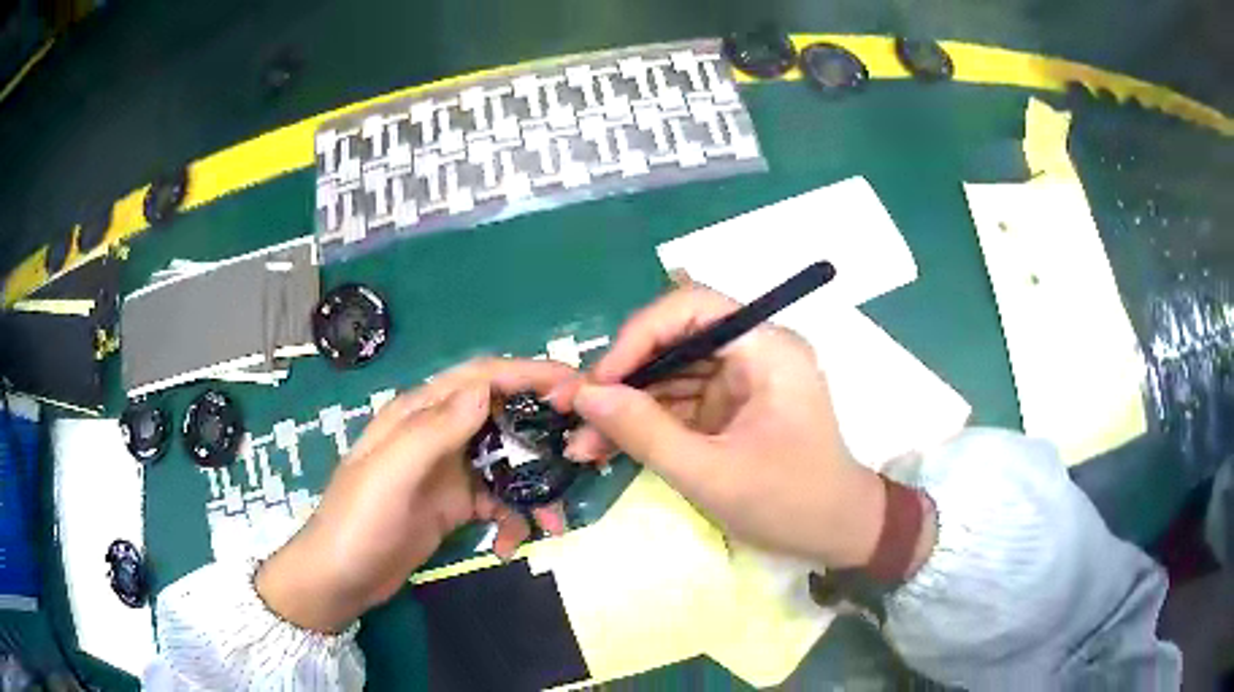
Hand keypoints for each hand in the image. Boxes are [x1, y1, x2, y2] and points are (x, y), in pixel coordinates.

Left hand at [256, 358, 572, 632]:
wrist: (339, 579)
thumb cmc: (358, 521)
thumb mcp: (390, 473)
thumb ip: (434, 430)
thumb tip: (485, 387)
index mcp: (418, 414)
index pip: (481, 378)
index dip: (528, 375)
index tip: (574, 387)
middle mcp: (438, 435)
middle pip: (501, 417)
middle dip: (542, 433)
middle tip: (583, 454)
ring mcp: (448, 472)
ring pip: (506, 463)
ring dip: (534, 488)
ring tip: (555, 521)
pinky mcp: (454, 505)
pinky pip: (497, 502)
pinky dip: (512, 519)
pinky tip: (509, 546)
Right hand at [555, 285, 886, 568]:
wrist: (837, 534)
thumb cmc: (789, 504)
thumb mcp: (711, 474)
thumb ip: (646, 432)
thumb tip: (584, 396)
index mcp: (767, 349)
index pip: (692, 308)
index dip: (638, 336)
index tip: (599, 383)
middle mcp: (754, 351)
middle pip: (675, 339)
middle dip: (623, 378)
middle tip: (573, 412)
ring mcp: (742, 380)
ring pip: (670, 373)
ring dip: (626, 406)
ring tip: (582, 442)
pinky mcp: (731, 407)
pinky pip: (679, 402)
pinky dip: (645, 423)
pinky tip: (607, 447)